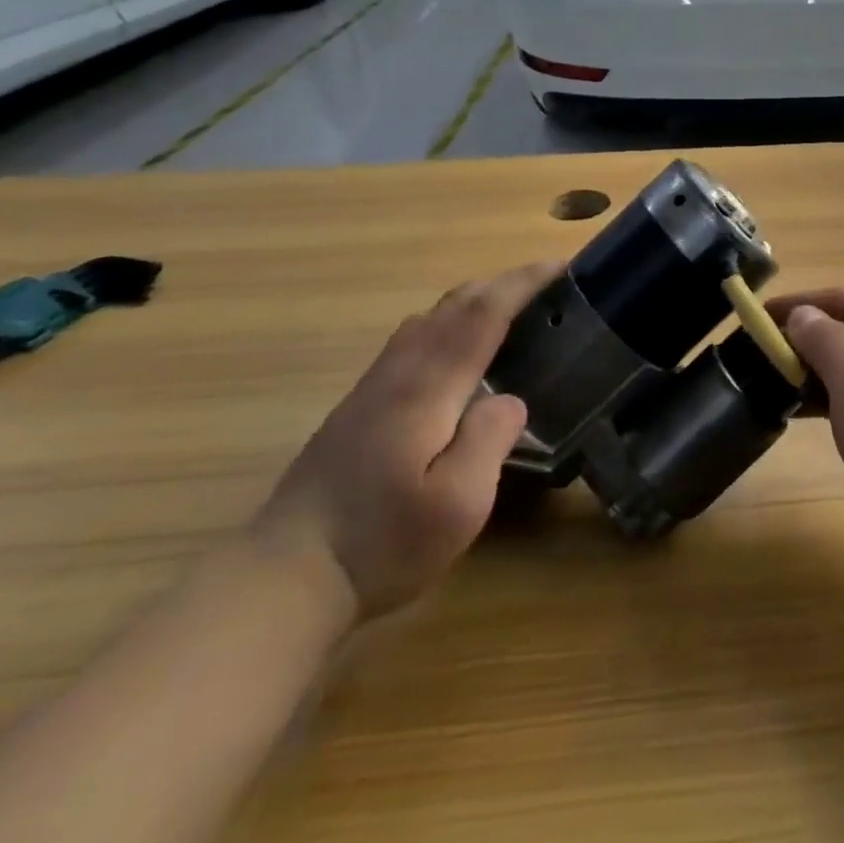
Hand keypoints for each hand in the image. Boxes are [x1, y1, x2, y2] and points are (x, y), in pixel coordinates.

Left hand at [252, 263, 557, 618]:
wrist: (285, 577)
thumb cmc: (381, 543)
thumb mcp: (458, 504)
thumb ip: (489, 440)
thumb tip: (510, 399)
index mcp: (427, 388)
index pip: (481, 314)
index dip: (522, 283)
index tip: (559, 265)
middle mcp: (399, 373)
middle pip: (453, 305)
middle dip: (502, 283)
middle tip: (546, 285)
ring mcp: (372, 386)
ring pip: (428, 318)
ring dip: (474, 300)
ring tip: (511, 310)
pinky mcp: (359, 405)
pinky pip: (413, 338)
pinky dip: (449, 322)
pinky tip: (459, 351)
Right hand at [774, 289, 843, 565]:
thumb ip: (825, 339)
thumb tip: (803, 314)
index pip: (843, 299)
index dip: (799, 303)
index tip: (758, 316)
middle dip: (807, 337)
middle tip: (763, 353)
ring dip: (819, 371)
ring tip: (777, 384)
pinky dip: (836, 399)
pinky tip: (809, 414)